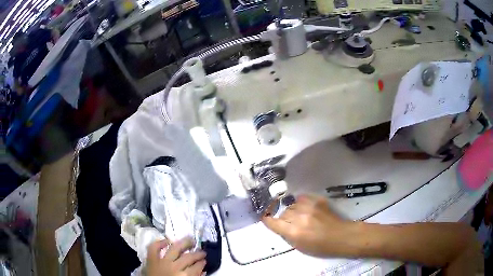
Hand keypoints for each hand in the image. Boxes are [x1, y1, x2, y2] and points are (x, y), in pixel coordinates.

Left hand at [146, 237, 206, 275]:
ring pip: (175, 248)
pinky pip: (154, 248)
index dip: (202, 263)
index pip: (197, 267)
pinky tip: (167, 240)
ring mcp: (162, 261)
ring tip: (190, 239)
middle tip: (203, 251)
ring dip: (184, 243)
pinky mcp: (151, 259)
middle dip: (197, 254)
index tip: (205, 260)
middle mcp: (174, 267)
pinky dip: (159, 242)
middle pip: (188, 257)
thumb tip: (202, 271)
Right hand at [262, 194, 354, 256]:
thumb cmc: (322, 247)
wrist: (342, 236)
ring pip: (292, 205)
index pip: (273, 222)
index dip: (268, 220)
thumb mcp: (301, 247)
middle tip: (291, 224)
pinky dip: (301, 203)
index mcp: (294, 232)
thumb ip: (288, 236)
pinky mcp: (317, 200)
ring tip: (300, 216)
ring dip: (293, 211)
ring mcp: (309, 207)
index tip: (266, 219)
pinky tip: (306, 208)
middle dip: (284, 219)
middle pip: (283, 213)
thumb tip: (280, 226)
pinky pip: (302, 198)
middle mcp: (299, 218)